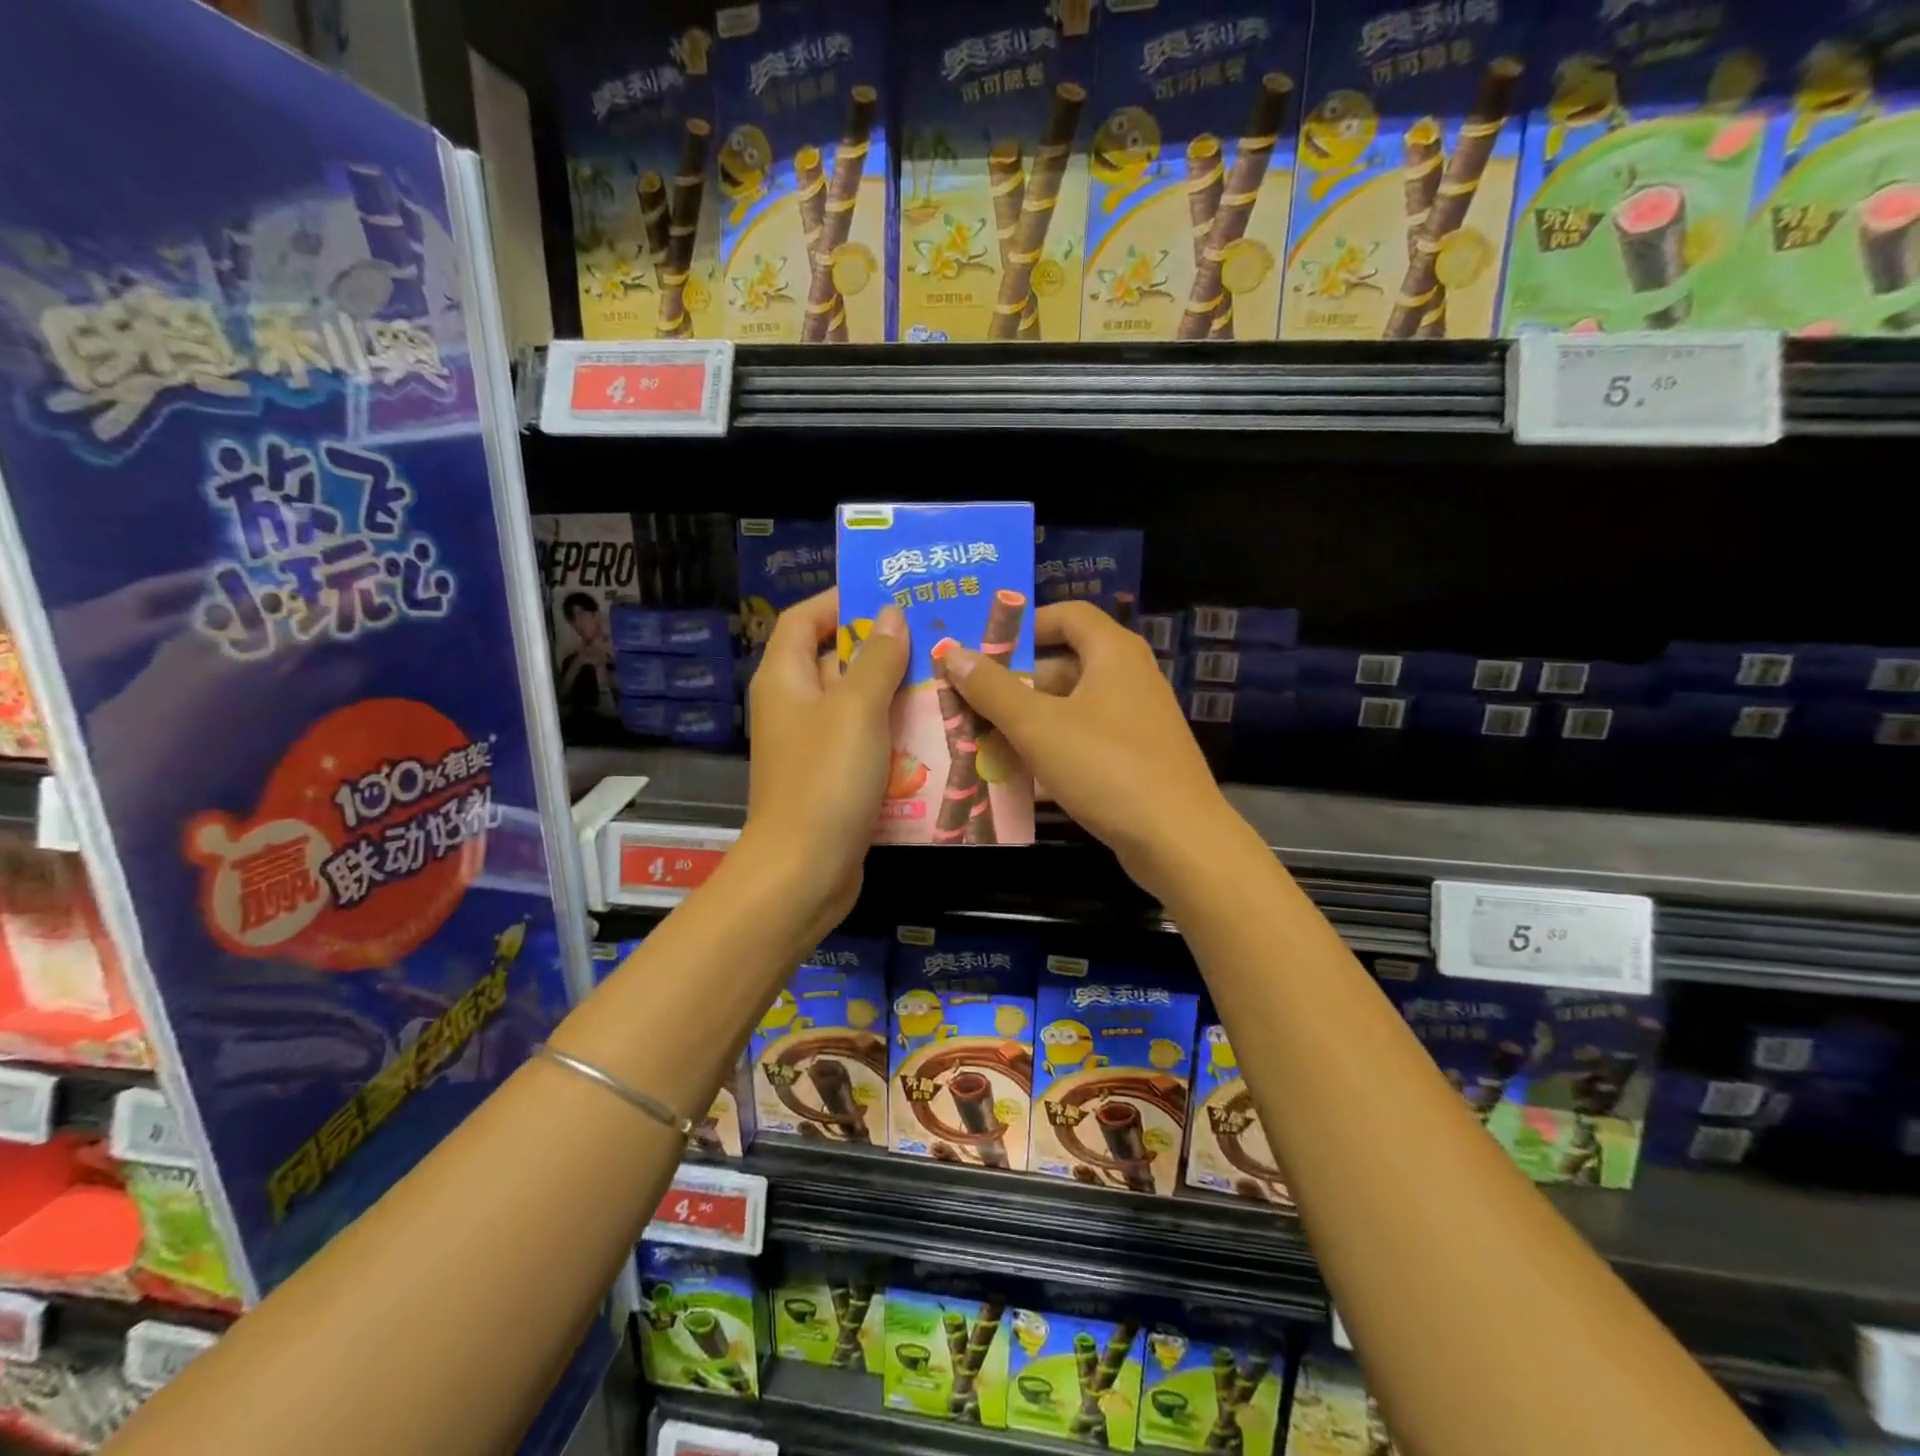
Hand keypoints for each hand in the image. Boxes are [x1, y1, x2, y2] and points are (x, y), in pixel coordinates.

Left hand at [742, 589, 906, 934]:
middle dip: (882, 646)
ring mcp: (814, 744)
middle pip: (835, 659)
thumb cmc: (825, 780)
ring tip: (947, 677)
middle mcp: (794, 705)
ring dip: (896, 690)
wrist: (804, 871)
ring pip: (857, 702)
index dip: (841, 601)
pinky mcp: (834, 776)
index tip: (890, 596)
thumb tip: (890, 614)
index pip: (804, 619)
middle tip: (936, 635)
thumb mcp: (855, 710)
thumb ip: (876, 659)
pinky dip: (895, 731)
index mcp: (784, 679)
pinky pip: (866, 739)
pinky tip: (936, 729)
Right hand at [942, 602, 1243, 901]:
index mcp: (1113, 653)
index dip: (1024, 624)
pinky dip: (1050, 751)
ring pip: (1069, 709)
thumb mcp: (1039, 726)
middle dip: (1013, 683)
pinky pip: (1082, 742)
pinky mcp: (1135, 759)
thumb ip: (992, 688)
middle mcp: (1129, 678)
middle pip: (1063, 665)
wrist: (1178, 840)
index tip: (984, 647)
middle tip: (968, 700)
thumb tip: (952, 652)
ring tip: (978, 740)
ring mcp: (1134, 721)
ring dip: (1025, 722)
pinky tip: (1014, 777)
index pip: (1067, 615)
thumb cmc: (1106, 767)